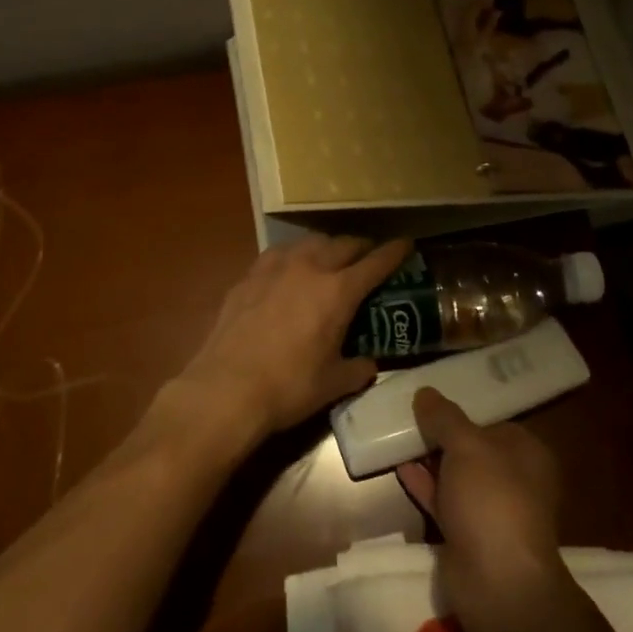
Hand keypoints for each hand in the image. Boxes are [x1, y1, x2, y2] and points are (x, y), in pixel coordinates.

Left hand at [173, 235, 410, 444]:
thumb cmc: (288, 388)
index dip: (395, 252)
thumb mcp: (333, 384)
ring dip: (327, 246)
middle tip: (368, 256)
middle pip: (343, 244)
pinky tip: (290, 270)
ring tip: (329, 258)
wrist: (226, 389)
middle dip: (361, 247)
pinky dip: (294, 256)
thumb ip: (357, 368)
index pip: (375, 262)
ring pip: (309, 241)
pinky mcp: (248, 276)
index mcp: (338, 291)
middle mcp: (309, 268)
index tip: (406, 244)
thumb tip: (368, 363)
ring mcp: (275, 268)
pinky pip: (278, 254)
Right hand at [397, 388, 562, 600]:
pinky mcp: (469, 537)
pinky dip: (424, 486)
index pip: (493, 424)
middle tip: (409, 418)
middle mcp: (514, 480)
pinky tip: (399, 468)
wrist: (497, 581)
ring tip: (398, 438)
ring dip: (431, 461)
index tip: (431, 403)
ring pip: (457, 477)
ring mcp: (491, 511)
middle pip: (473, 450)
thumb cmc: (492, 498)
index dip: (463, 413)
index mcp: (527, 453)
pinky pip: (444, 502)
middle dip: (442, 437)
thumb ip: (444, 417)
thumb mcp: (467, 445)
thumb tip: (424, 392)